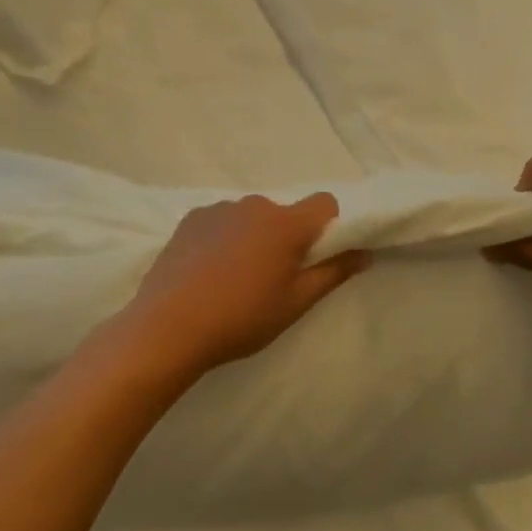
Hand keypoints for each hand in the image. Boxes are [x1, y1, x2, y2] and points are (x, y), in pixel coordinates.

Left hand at [113, 193, 370, 379]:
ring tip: (234, 278)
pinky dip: (224, 238)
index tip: (317, 256)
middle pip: (285, 213)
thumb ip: (333, 273)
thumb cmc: (242, 318)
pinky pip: (221, 222)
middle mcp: (254, 205)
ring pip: (251, 218)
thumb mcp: (295, 303)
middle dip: (286, 237)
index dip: (329, 226)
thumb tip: (363, 252)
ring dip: (253, 237)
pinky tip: (208, 271)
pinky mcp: (190, 219)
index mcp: (286, 224)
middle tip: (273, 278)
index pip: (325, 203)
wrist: (168, 327)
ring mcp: (219, 209)